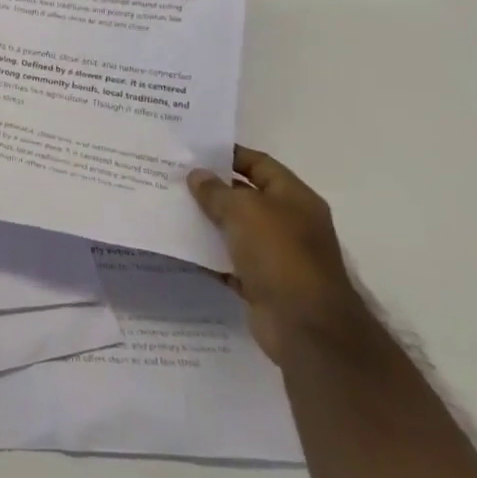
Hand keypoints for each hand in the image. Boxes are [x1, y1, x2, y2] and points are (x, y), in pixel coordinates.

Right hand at [187, 146, 367, 364]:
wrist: (305, 326)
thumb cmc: (279, 254)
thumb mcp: (243, 210)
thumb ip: (216, 190)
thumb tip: (197, 176)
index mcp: (294, 198)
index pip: (260, 164)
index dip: (230, 154)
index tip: (195, 150)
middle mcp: (290, 223)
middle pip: (246, 196)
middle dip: (213, 188)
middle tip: (174, 177)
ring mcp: (277, 256)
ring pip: (236, 230)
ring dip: (208, 221)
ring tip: (172, 207)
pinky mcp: (263, 284)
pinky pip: (230, 262)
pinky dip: (209, 255)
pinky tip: (181, 246)